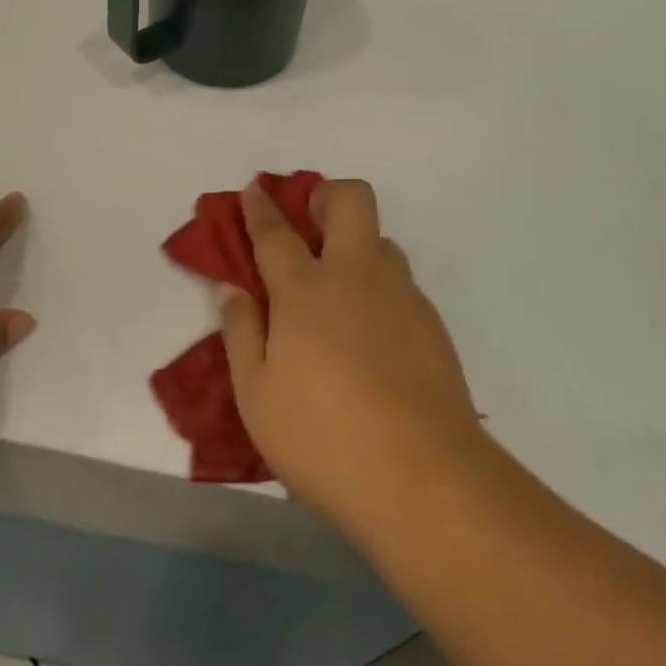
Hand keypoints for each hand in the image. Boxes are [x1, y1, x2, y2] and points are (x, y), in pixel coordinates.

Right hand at [220, 179, 483, 531]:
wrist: (422, 475)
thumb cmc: (322, 438)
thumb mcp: (257, 396)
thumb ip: (242, 333)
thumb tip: (233, 289)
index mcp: (306, 290)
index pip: (277, 232)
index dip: (261, 207)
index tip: (255, 190)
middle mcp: (357, 275)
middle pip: (351, 200)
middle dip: (326, 195)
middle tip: (309, 224)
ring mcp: (401, 295)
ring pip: (382, 241)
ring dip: (357, 246)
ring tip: (338, 293)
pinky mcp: (432, 322)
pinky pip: (401, 284)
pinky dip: (379, 290)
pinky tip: (371, 339)